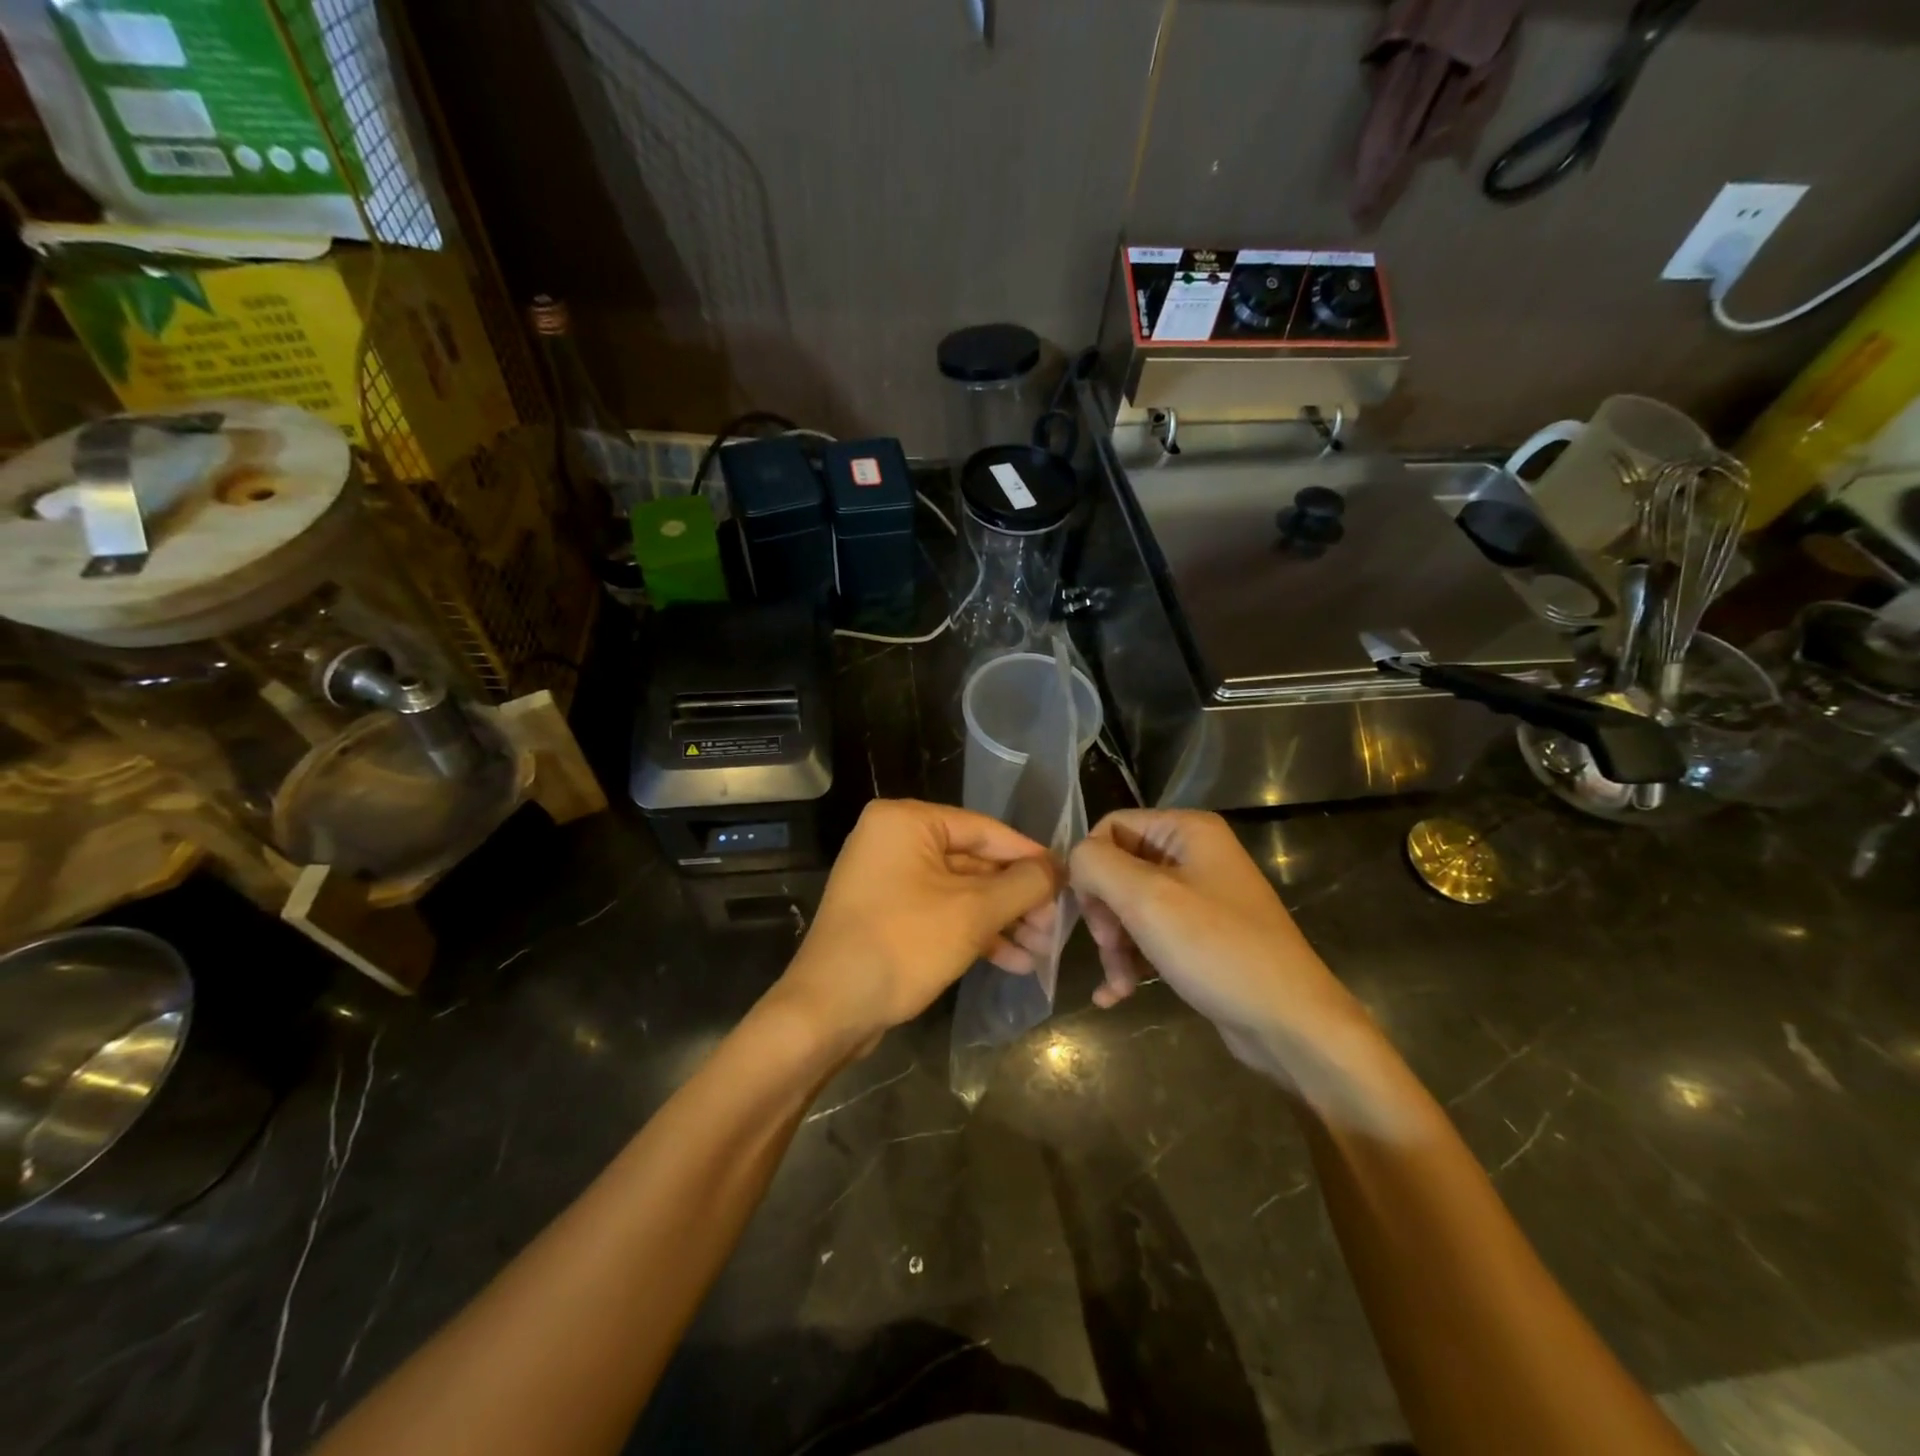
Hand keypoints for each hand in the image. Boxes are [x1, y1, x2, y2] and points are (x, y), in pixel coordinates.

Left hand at [774, 799, 1060, 1053]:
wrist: (829, 1010)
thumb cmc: (902, 945)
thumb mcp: (973, 913)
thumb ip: (1023, 885)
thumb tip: (1059, 869)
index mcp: (907, 822)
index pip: (985, 830)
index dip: (1030, 857)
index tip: (1067, 882)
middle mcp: (894, 840)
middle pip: (974, 862)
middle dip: (1017, 899)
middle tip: (1055, 927)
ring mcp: (888, 878)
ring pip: (960, 891)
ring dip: (1001, 920)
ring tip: (1042, 951)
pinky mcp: (887, 914)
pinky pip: (940, 912)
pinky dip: (974, 933)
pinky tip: (1013, 961)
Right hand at [1069, 809, 1365, 1077]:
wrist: (1290, 1024)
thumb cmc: (1217, 950)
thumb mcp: (1147, 899)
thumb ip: (1096, 865)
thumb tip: (1075, 861)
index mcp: (1188, 831)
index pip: (1111, 827)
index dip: (1091, 866)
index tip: (1091, 912)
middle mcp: (1195, 855)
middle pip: (1118, 869)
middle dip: (1104, 913)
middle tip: (1109, 948)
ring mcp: (1200, 898)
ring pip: (1130, 908)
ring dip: (1115, 945)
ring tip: (1118, 983)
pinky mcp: (1202, 938)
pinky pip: (1151, 937)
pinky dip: (1131, 962)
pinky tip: (1115, 995)